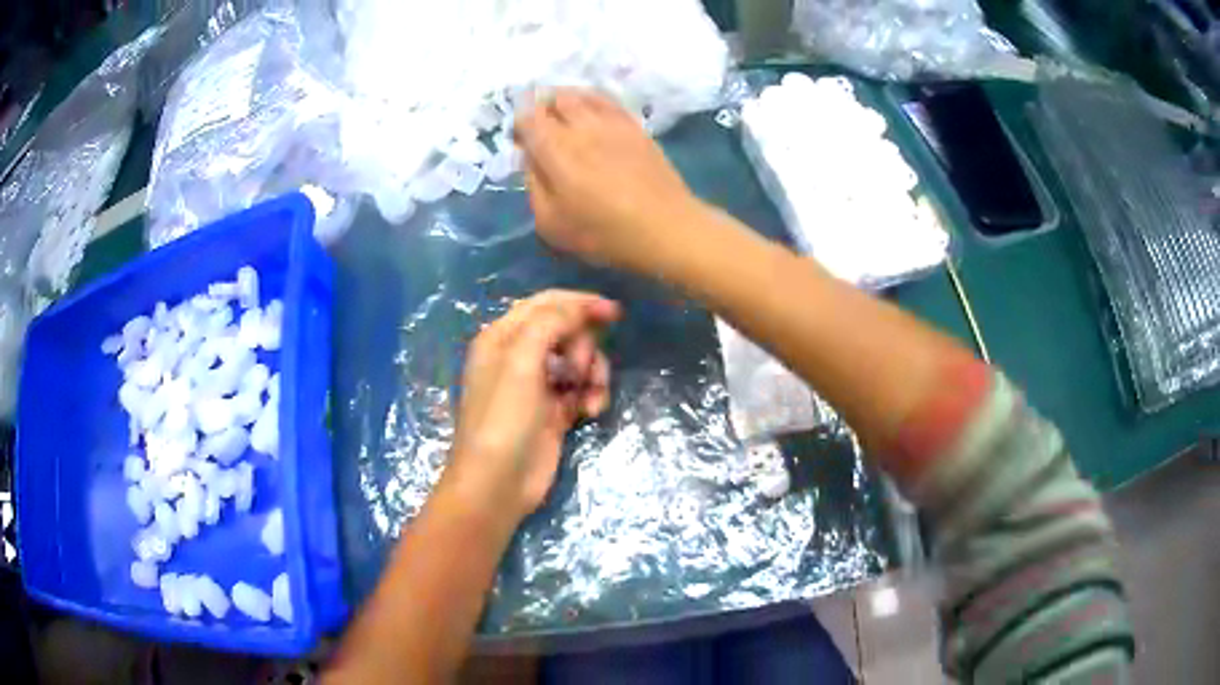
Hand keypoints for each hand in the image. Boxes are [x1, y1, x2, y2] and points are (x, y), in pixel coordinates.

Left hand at [446, 290, 620, 519]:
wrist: (497, 483)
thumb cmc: (503, 418)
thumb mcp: (520, 361)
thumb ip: (550, 324)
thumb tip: (581, 307)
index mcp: (502, 336)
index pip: (546, 305)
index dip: (579, 303)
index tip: (614, 312)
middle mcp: (518, 356)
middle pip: (566, 331)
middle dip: (582, 346)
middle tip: (578, 370)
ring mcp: (537, 385)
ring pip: (579, 361)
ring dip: (592, 373)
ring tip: (589, 396)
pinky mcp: (554, 411)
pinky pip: (582, 389)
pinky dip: (591, 395)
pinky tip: (590, 411)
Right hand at [514, 89, 704, 273]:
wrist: (667, 228)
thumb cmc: (604, 232)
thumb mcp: (551, 223)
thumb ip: (534, 186)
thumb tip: (531, 159)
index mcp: (555, 149)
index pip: (527, 117)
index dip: (519, 124)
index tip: (520, 141)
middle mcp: (581, 126)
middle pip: (553, 98)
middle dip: (540, 107)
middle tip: (539, 126)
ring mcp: (612, 122)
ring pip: (580, 95)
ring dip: (564, 100)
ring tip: (561, 115)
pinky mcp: (635, 126)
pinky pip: (607, 101)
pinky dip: (591, 101)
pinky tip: (591, 114)